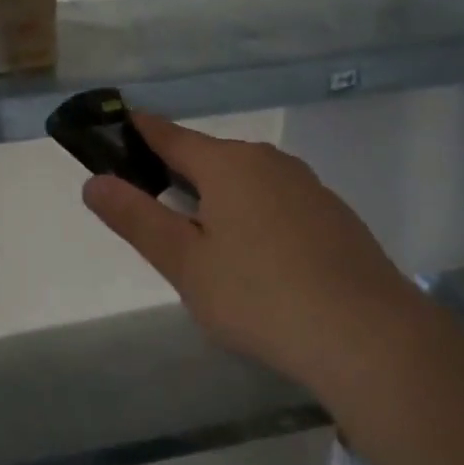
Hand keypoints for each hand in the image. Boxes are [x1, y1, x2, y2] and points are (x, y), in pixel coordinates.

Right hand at [82, 114, 431, 389]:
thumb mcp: (185, 262)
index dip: (140, 131)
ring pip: (247, 182)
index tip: (118, 127)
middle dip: (179, 175)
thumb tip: (94, 181)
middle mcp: (269, 162)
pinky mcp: (334, 216)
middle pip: (210, 158)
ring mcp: (308, 187)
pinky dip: (255, 217)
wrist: (369, 337)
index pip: (170, 135)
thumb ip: (136, 218)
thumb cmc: (260, 296)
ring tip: (206, 244)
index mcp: (228, 164)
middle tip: (156, 214)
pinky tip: (259, 261)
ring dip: (219, 199)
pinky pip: (278, 203)